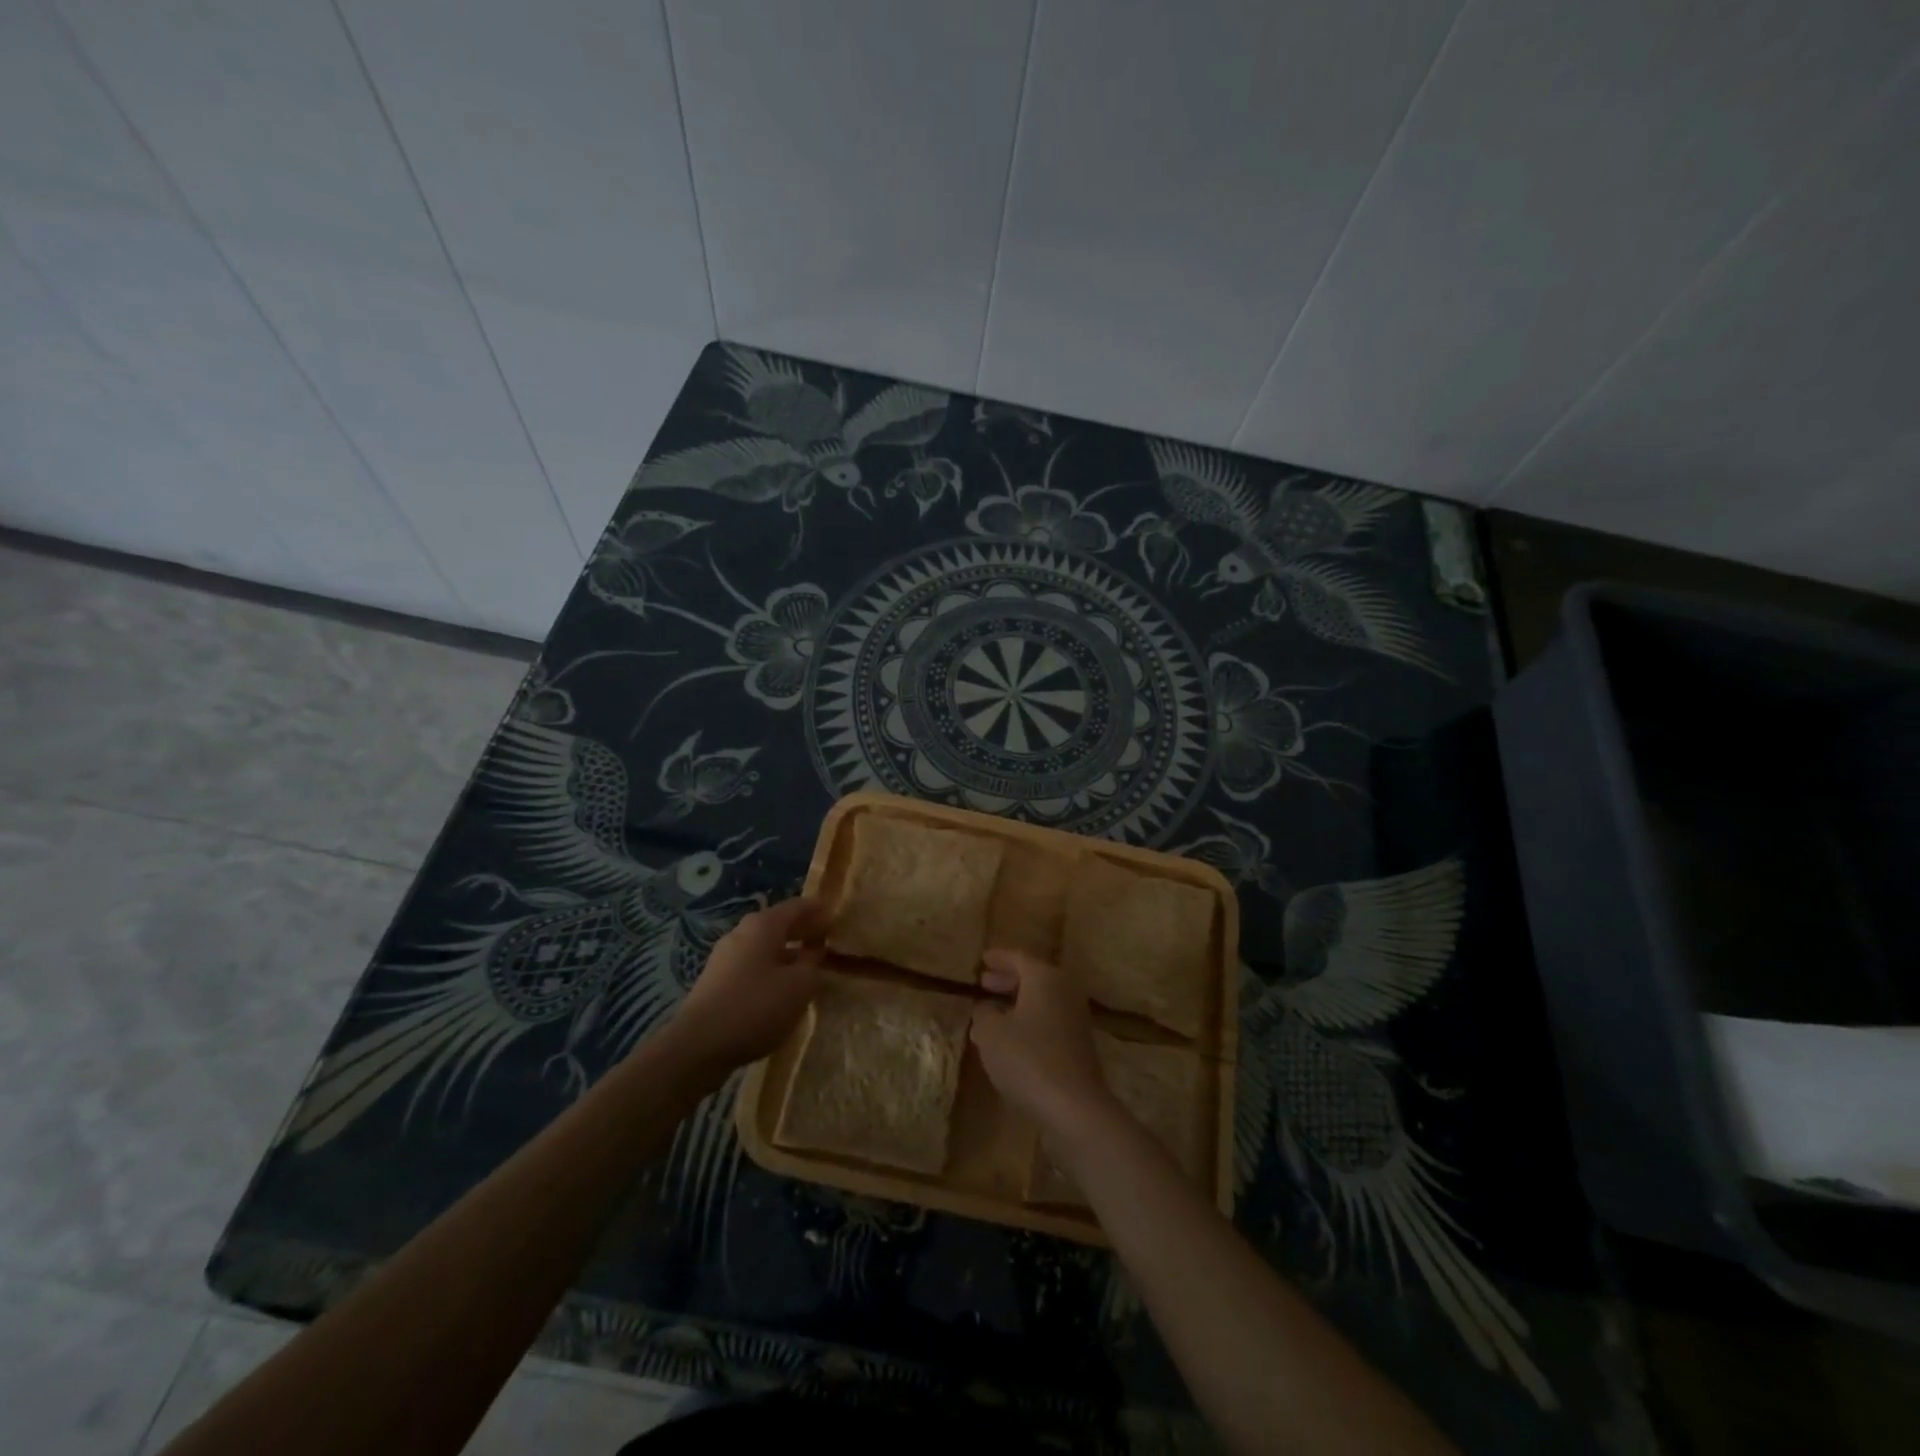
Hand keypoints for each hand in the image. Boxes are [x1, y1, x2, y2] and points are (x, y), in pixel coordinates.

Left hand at [666, 897, 826, 1073]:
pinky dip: (771, 969)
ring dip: (788, 952)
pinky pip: (752, 965)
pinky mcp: (716, 982)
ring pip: (764, 947)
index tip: (837, 920)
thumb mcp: (799, 986)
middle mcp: (742, 933)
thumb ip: (812, 965)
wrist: (698, 1045)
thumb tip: (813, 954)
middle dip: (803, 930)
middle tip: (826, 940)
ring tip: (808, 967)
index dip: (819, 911)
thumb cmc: (756, 1007)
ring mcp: (725, 957)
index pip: (797, 906)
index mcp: (763, 925)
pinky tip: (781, 989)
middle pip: (778, 924)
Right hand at [969, 949, 1110, 1134]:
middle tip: (985, 982)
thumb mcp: (991, 1033)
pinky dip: (1028, 1021)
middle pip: (1033, 977)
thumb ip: (984, 1014)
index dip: (998, 958)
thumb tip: (987, 1008)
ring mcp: (1075, 1018)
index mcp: (1045, 977)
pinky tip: (1010, 1039)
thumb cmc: (1027, 1058)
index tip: (982, 959)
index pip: (1018, 958)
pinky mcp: (1079, 1044)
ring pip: (1041, 1000)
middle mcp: (1064, 990)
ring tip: (991, 1012)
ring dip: (1016, 1003)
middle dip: (1007, 980)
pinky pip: (1048, 1020)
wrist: (1074, 1105)